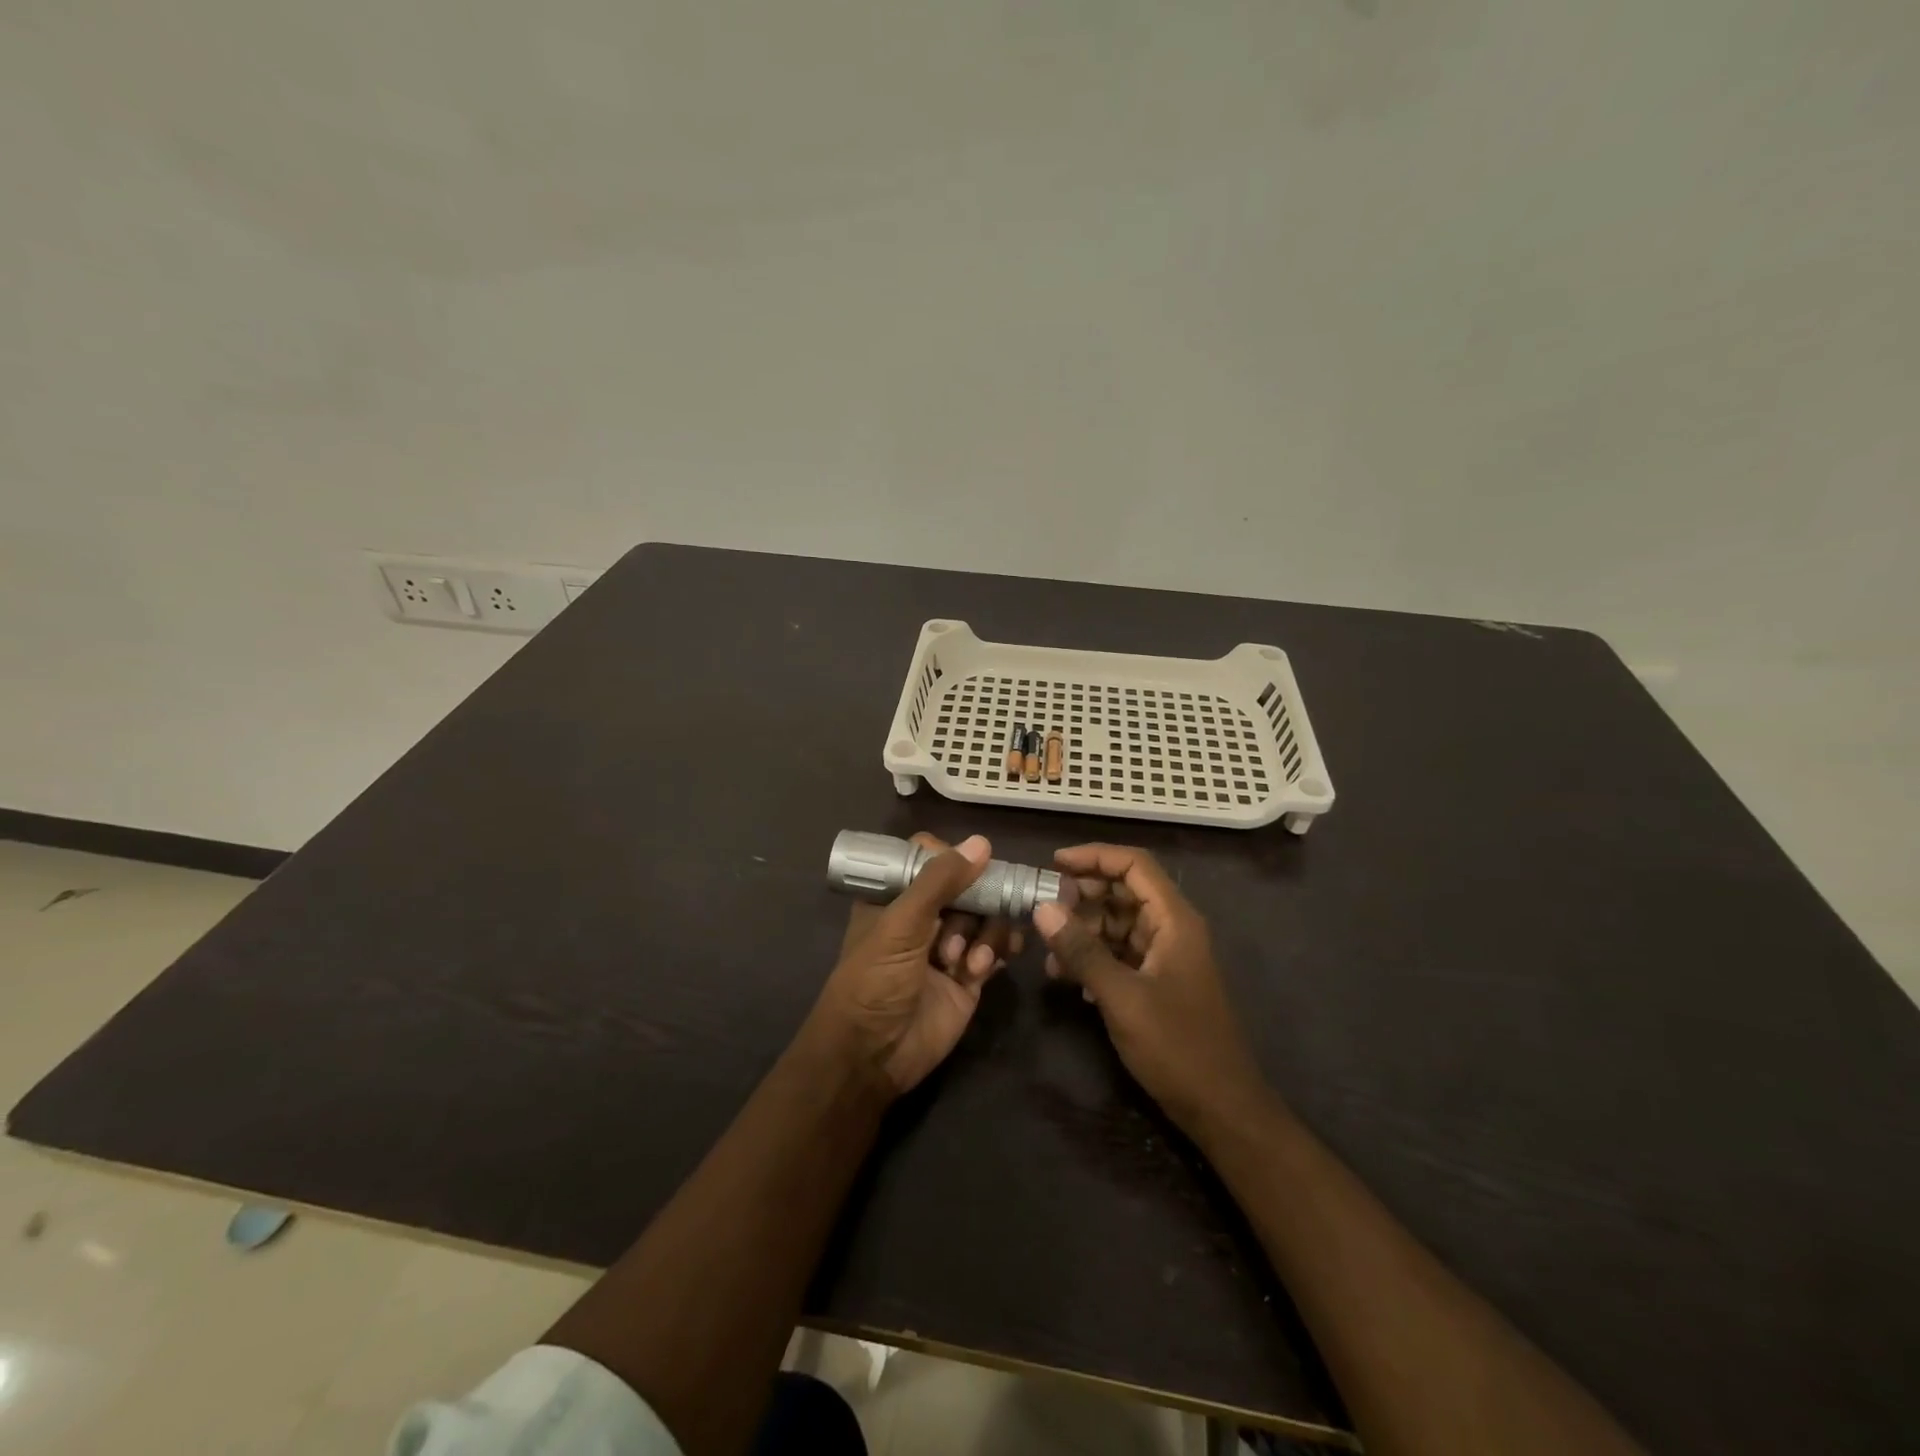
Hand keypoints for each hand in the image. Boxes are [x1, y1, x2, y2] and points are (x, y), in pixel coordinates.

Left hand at [809, 833, 1019, 1095]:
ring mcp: (948, 945)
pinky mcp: (969, 976)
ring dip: (984, 934)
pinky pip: (995, 948)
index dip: (951, 859)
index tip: (971, 866)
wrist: (873, 1056)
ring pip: (986, 916)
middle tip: (972, 920)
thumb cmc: (874, 981)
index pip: (928, 858)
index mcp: (895, 896)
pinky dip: (997, 951)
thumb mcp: (901, 925)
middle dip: (975, 902)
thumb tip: (982, 842)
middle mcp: (923, 916)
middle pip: (967, 885)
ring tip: (965, 963)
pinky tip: (985, 966)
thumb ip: (940, 882)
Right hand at [1033, 844, 1267, 1135]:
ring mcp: (1166, 956)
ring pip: (1119, 924)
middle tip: (1044, 908)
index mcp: (1174, 920)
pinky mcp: (1157, 982)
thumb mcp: (1122, 997)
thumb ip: (1082, 951)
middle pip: (1124, 891)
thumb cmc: (1177, 1047)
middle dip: (1083, 895)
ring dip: (1084, 930)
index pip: (1134, 865)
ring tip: (1049, 951)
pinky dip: (1094, 957)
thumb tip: (1042, 908)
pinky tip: (1068, 979)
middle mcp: (1172, 929)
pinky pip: (1121, 953)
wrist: (1221, 1108)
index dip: (1094, 856)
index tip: (1053, 863)